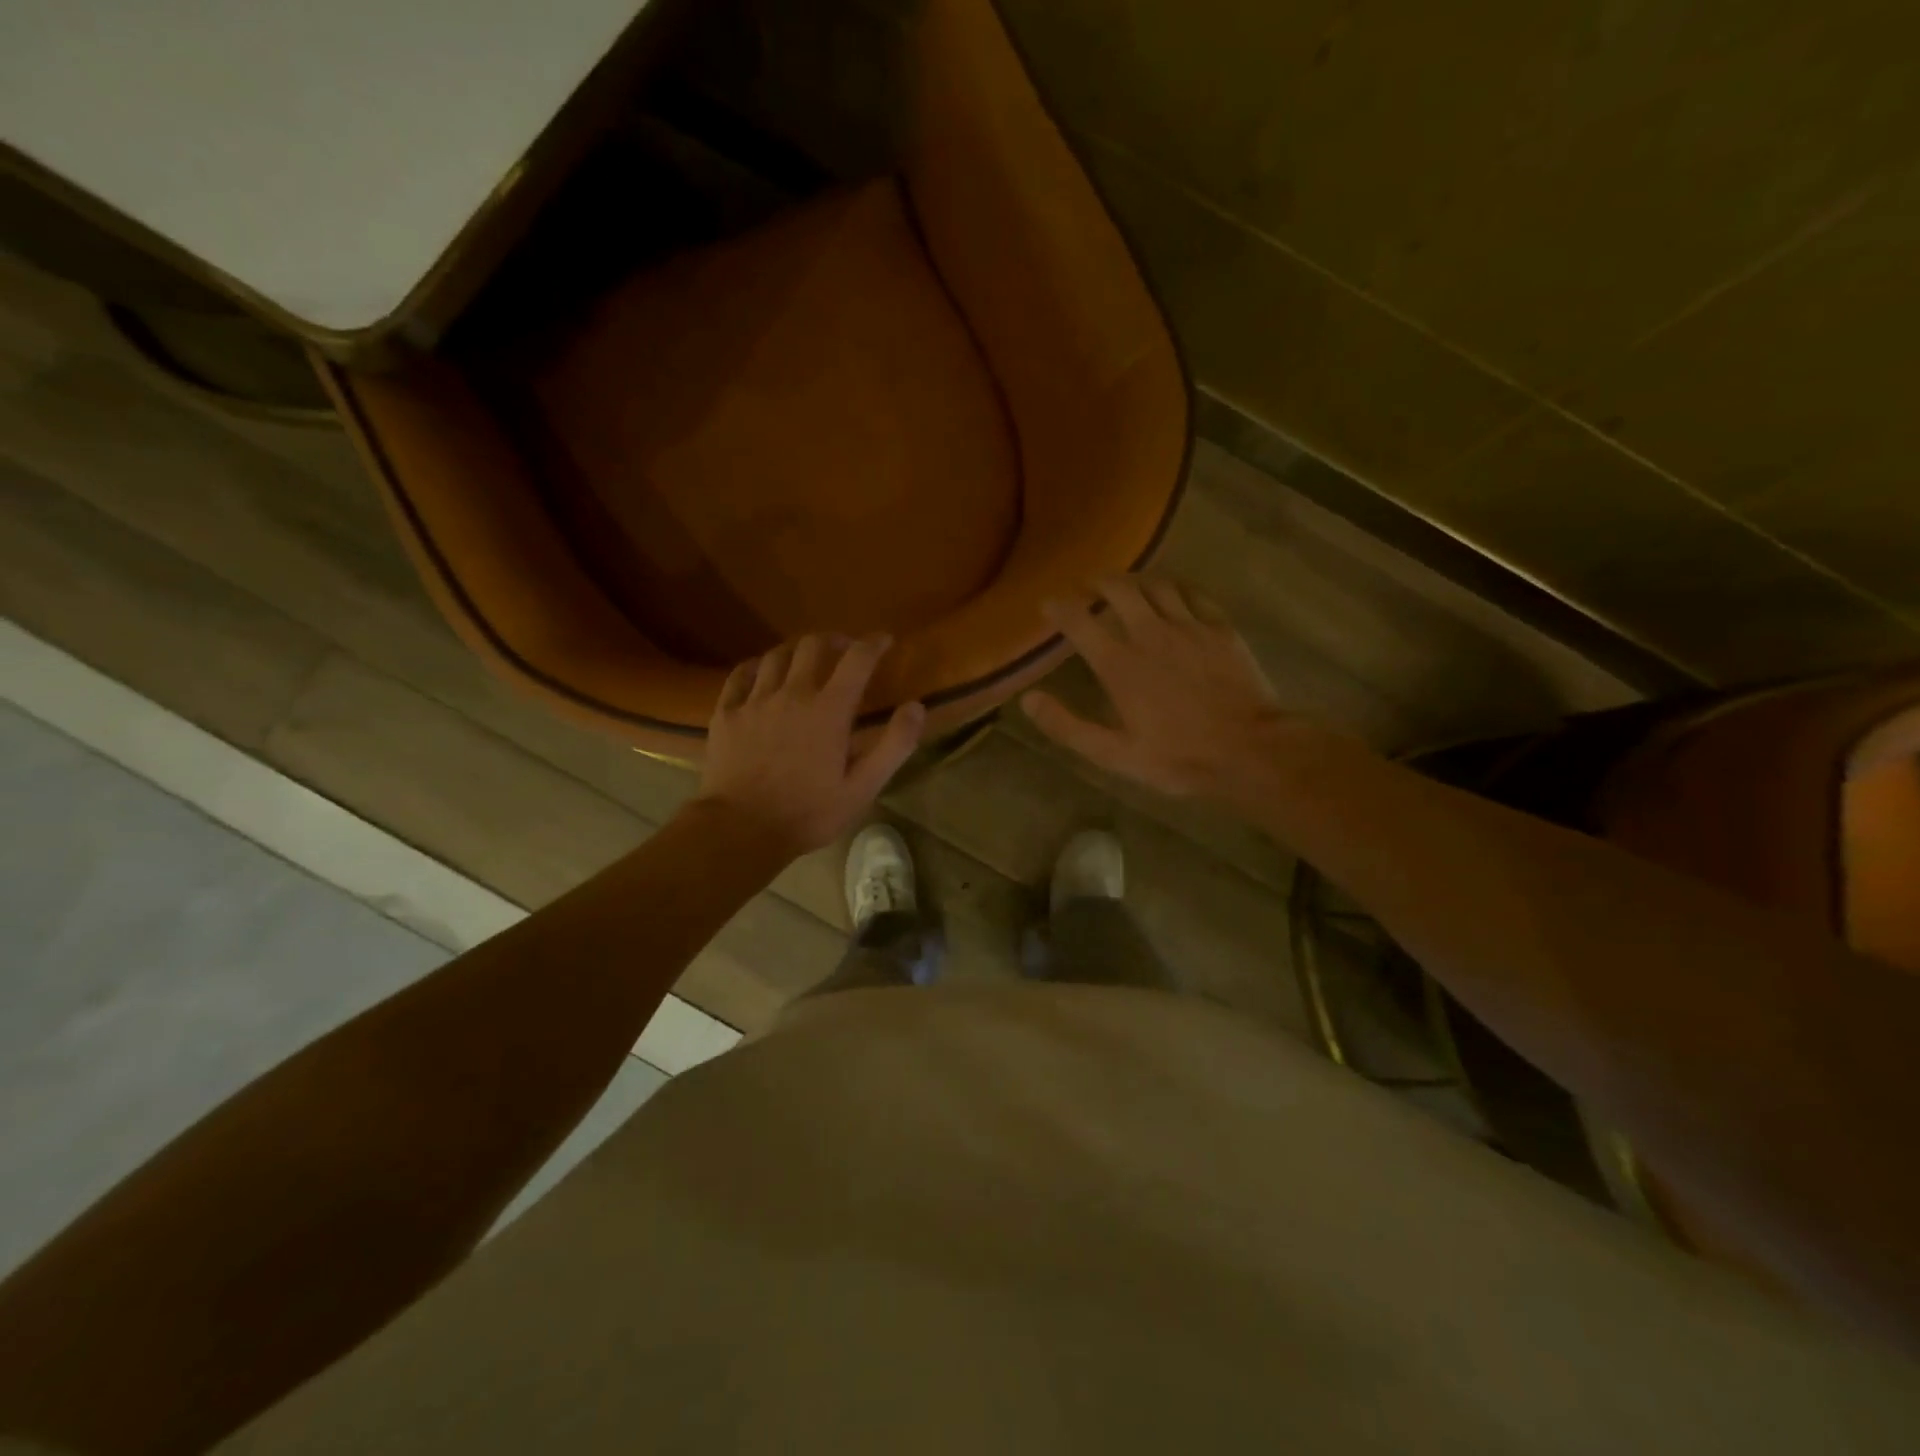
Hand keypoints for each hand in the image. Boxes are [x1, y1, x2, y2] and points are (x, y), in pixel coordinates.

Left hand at [697, 634, 925, 855]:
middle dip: (834, 640)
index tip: (884, 640)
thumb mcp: (862, 788)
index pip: (857, 659)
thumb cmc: (808, 813)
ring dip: (796, 651)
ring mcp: (755, 700)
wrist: (740, 830)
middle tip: (844, 649)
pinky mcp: (726, 712)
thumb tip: (916, 706)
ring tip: (805, 661)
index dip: (874, 643)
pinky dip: (758, 666)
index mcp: (829, 710)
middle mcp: (792, 693)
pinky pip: (741, 674)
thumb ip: (893, 745)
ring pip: (776, 655)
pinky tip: (762, 674)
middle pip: (812, 645)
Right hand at [1023, 577, 1302, 801]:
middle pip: (1119, 589)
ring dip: (1136, 580)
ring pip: (1157, 585)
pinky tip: (1175, 593)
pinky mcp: (1221, 629)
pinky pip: (1195, 594)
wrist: (1249, 750)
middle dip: (1097, 581)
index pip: (1079, 621)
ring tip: (1127, 585)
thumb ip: (1067, 726)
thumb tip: (1029, 700)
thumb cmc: (1178, 757)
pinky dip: (1177, 588)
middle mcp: (1150, 634)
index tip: (1048, 604)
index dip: (1059, 608)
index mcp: (1120, 664)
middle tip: (1087, 586)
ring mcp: (1189, 627)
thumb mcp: (1113, 754)